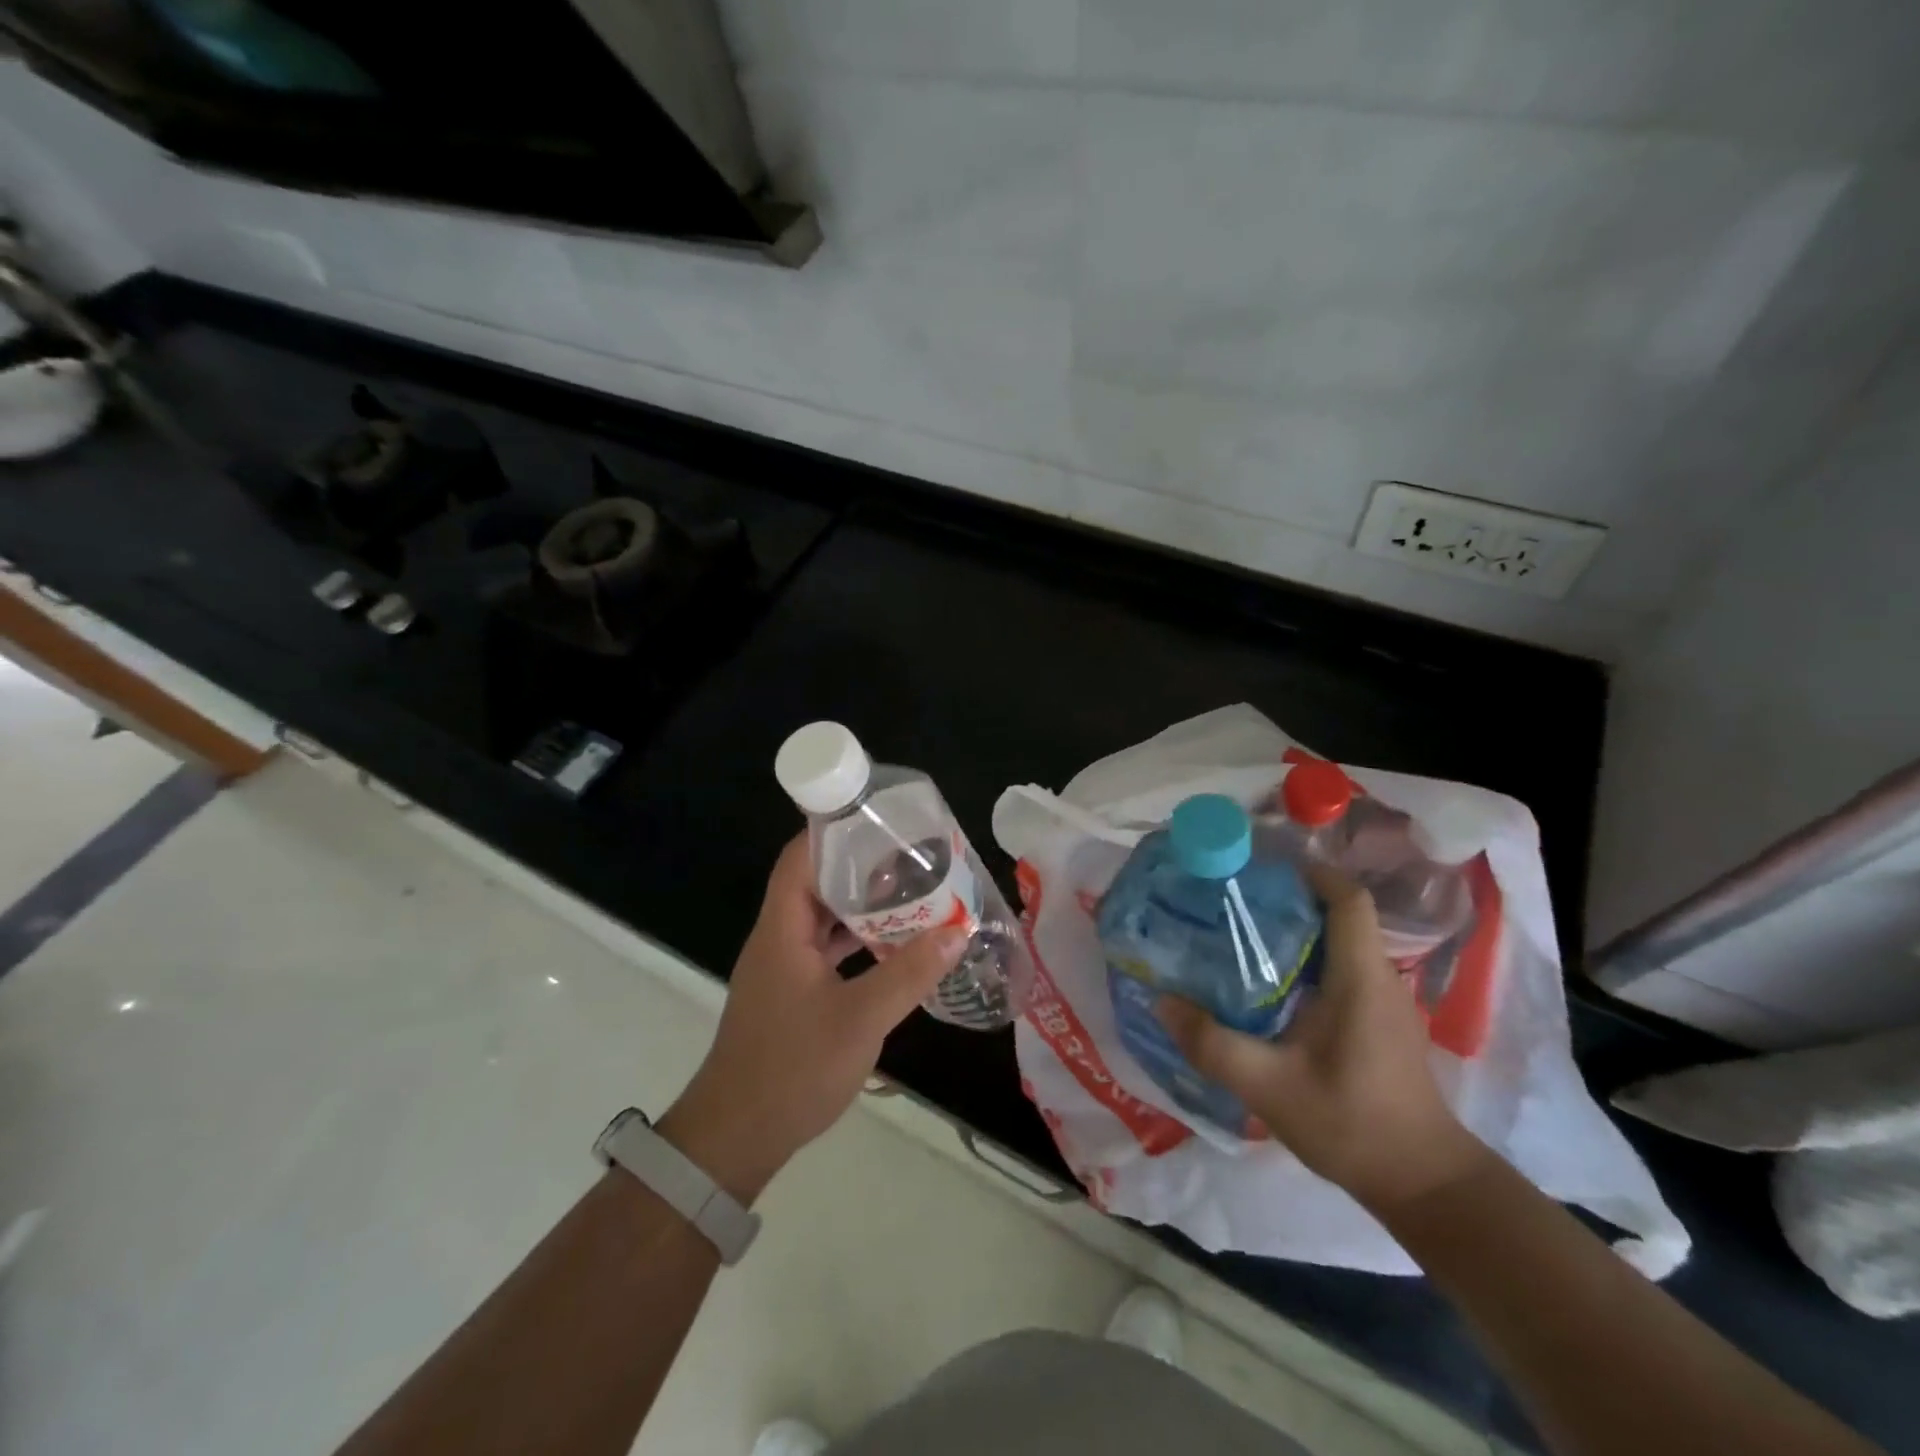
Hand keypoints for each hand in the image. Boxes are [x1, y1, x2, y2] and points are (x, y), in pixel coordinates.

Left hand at [658, 834, 966, 1204]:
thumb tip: (957, 930)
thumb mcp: (860, 1019)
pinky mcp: (792, 994)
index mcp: (782, 929)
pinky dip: (857, 941)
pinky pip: (827, 950)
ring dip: (862, 906)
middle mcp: (779, 939)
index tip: (879, 818)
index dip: (834, 831)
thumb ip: (909, 972)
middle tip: (912, 855)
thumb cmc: (791, 1068)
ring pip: (824, 919)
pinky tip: (893, 946)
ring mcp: (784, 968)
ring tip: (912, 893)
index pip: (800, 858)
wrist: (735, 1137)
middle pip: (816, 883)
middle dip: (861, 866)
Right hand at [1157, 865, 1491, 1212]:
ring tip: (1241, 940)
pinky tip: (1270, 989)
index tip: (1262, 871)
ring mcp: (1385, 1003)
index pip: (1348, 900)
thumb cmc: (1352, 1124)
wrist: (1424, 1185)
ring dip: (1297, 934)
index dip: (1311, 874)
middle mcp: (1380, 980)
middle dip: (1289, 901)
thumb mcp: (1268, 1087)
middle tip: (1233, 904)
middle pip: (1339, 917)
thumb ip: (1212, 1044)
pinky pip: (1344, 973)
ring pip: (1341, 945)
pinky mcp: (1382, 1025)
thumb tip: (1162, 1002)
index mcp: (1360, 979)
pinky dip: (1307, 964)